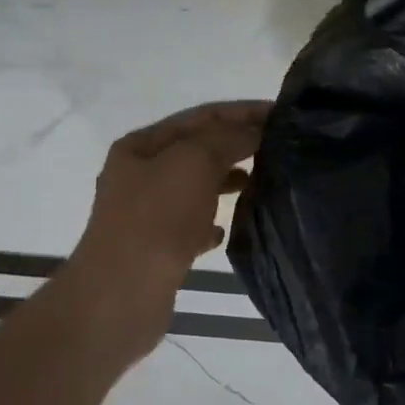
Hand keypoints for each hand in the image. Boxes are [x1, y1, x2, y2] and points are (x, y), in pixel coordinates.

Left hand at [64, 100, 269, 342]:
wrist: (123, 293)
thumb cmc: (158, 217)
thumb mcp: (196, 161)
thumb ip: (229, 138)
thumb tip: (257, 131)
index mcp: (142, 145)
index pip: (202, 116)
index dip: (243, 112)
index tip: (282, 114)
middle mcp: (140, 174)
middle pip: (198, 149)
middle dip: (237, 145)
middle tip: (280, 147)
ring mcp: (146, 212)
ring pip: (197, 186)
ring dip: (228, 181)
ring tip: (262, 182)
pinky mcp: (157, 247)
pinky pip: (191, 224)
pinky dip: (212, 221)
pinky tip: (226, 230)